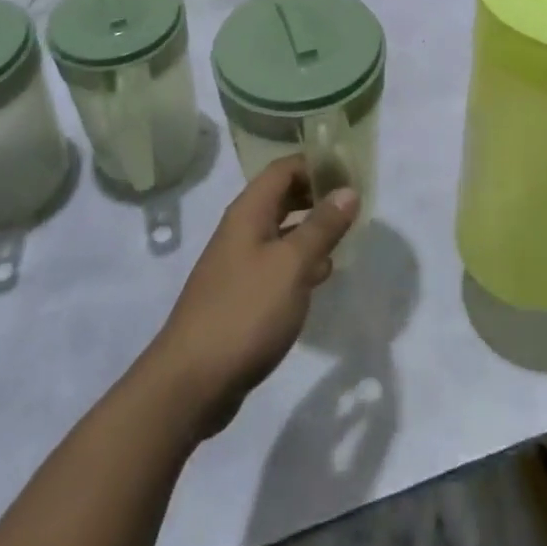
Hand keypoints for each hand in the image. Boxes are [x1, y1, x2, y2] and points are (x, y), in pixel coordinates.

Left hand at [147, 157, 357, 437]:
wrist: (192, 381)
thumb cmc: (245, 312)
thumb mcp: (292, 265)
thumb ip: (321, 226)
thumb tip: (348, 190)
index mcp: (248, 212)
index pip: (283, 169)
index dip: (315, 164)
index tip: (351, 172)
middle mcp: (241, 230)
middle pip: (281, 197)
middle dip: (316, 195)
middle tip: (354, 204)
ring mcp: (239, 264)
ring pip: (281, 232)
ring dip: (311, 230)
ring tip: (346, 237)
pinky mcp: (241, 296)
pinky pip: (276, 264)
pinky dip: (300, 262)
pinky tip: (321, 276)